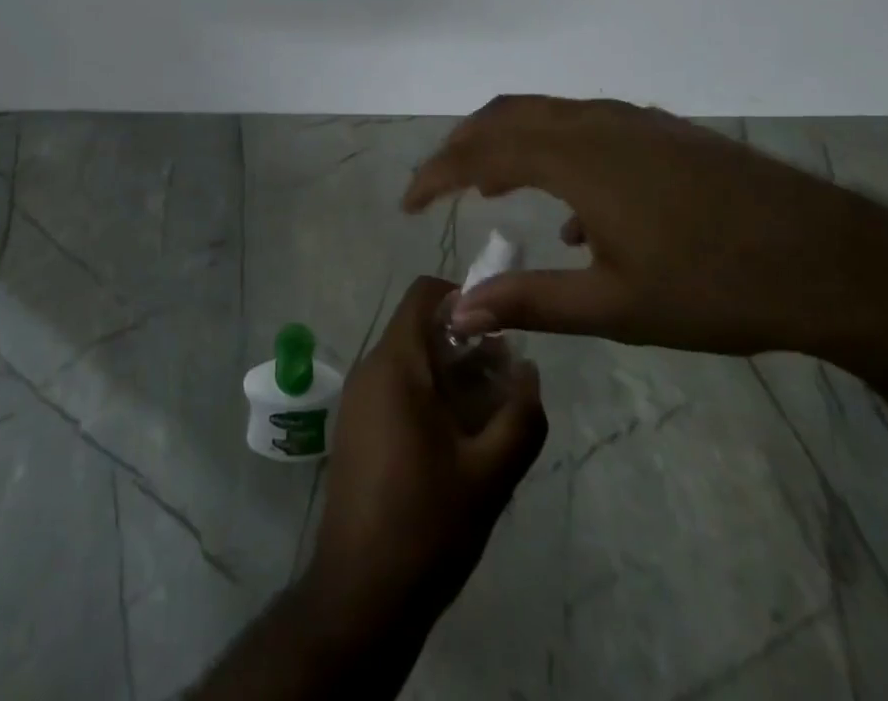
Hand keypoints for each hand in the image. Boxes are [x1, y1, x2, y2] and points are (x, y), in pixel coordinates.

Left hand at [304, 276, 546, 636]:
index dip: (464, 298)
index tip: (499, 329)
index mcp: (395, 364)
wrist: (361, 594)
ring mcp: (359, 400)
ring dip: (452, 377)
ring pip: (411, 362)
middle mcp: (370, 369)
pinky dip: (430, 398)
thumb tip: (530, 371)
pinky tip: (459, 445)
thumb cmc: (427, 524)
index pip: (424, 294)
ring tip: (490, 420)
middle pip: (421, 330)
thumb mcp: (491, 475)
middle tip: (506, 385)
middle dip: (467, 347)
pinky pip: (397, 389)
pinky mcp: (357, 428)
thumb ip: (521, 416)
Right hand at [402, 95, 887, 357]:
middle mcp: (596, 123)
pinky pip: (586, 126)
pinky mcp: (663, 131)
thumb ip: (531, 302)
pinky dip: (554, 150)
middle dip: (464, 146)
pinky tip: (574, 211)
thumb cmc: (715, 286)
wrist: (830, 259)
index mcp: (576, 157)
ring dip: (508, 143)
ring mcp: (633, 121)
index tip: (408, 202)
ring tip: (491, 187)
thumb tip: (458, 310)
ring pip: (548, 115)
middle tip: (439, 186)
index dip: (436, 173)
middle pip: (507, 116)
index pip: (481, 151)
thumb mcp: (615, 305)